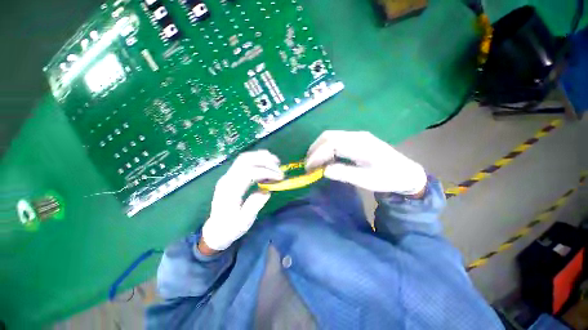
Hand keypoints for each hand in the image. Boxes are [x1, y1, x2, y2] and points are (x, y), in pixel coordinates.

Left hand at [201, 150, 283, 252]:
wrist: (215, 230)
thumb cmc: (230, 228)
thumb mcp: (244, 222)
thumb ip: (255, 205)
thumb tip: (267, 190)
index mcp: (230, 191)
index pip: (249, 173)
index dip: (266, 172)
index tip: (279, 177)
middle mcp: (227, 179)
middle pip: (245, 160)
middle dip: (264, 160)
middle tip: (279, 165)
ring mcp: (228, 176)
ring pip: (244, 158)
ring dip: (261, 156)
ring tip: (275, 161)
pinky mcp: (231, 176)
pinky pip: (244, 162)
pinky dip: (257, 159)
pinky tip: (266, 162)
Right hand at [305, 131, 426, 194]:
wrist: (405, 173)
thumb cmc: (387, 178)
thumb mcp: (366, 180)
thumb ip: (344, 173)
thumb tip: (323, 171)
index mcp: (360, 144)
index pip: (331, 143)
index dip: (317, 154)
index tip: (309, 168)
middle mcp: (356, 136)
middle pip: (328, 136)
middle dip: (314, 149)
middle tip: (308, 165)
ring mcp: (356, 136)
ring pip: (330, 137)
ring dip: (319, 148)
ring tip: (314, 163)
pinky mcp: (356, 140)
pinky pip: (336, 141)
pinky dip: (326, 149)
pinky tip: (325, 159)